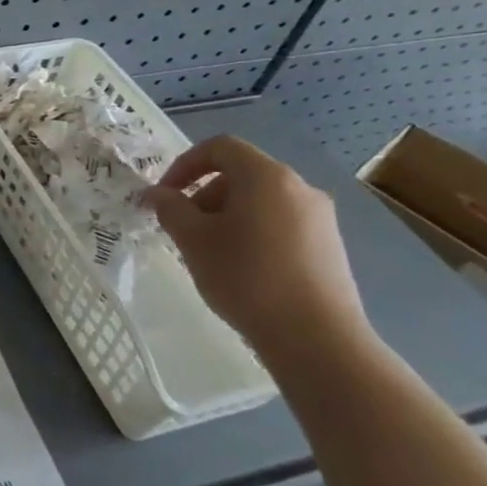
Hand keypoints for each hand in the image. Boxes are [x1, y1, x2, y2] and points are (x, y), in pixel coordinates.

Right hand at [145, 135, 375, 372]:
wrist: (316, 337)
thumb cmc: (245, 277)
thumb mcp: (193, 239)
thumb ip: (170, 208)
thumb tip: (157, 194)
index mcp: (267, 177)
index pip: (220, 148)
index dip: (185, 164)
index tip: (165, 194)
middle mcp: (299, 188)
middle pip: (241, 174)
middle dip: (204, 194)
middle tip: (183, 227)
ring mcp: (320, 218)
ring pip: (261, 201)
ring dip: (226, 215)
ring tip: (209, 251)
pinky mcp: (329, 247)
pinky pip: (280, 223)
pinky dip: (252, 232)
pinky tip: (241, 268)